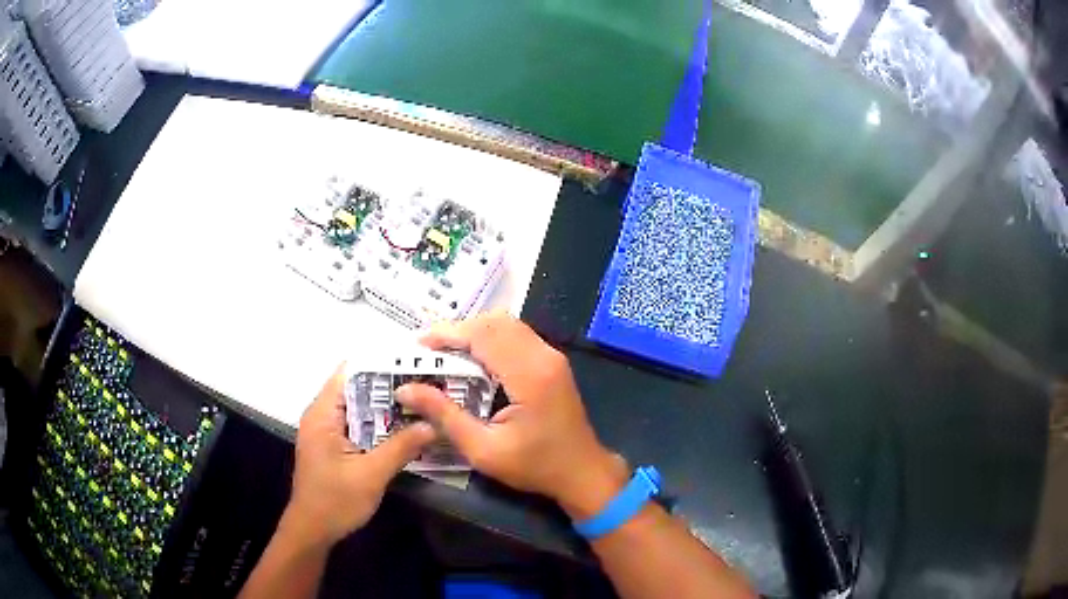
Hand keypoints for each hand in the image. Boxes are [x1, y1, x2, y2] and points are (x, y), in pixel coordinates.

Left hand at [282, 365, 435, 547]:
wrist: (312, 531)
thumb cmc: (335, 501)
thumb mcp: (371, 475)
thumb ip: (401, 447)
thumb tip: (433, 424)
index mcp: (323, 414)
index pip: (349, 373)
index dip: (380, 363)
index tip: (412, 361)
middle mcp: (322, 416)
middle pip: (356, 388)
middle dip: (389, 385)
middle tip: (426, 382)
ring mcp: (327, 431)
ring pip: (359, 408)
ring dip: (386, 407)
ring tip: (422, 400)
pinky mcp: (333, 446)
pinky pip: (358, 425)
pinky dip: (379, 424)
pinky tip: (404, 427)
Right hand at [396, 312, 627, 518]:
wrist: (582, 473)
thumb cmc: (534, 466)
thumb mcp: (482, 449)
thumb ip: (444, 416)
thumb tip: (405, 389)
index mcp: (529, 375)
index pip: (483, 335)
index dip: (447, 334)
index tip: (417, 346)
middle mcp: (543, 356)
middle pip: (495, 322)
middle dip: (458, 330)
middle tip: (428, 351)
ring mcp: (552, 356)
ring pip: (507, 325)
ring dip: (474, 332)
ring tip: (445, 353)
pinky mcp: (552, 362)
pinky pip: (517, 336)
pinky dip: (490, 339)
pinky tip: (473, 360)